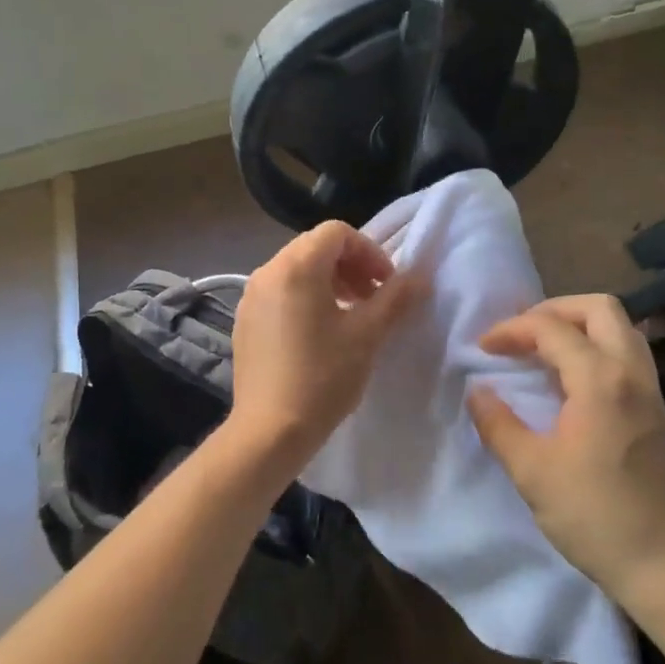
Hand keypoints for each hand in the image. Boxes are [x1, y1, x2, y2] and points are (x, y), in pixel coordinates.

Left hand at [226, 221, 422, 478]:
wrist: (269, 430)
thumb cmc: (323, 376)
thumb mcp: (367, 334)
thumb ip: (395, 297)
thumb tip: (419, 276)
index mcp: (296, 266)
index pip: (337, 233)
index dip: (369, 252)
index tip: (387, 284)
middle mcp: (268, 271)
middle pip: (316, 247)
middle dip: (351, 266)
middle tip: (373, 298)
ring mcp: (251, 296)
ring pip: (297, 269)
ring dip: (330, 281)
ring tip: (351, 315)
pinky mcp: (245, 320)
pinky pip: (280, 292)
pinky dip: (306, 297)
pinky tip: (320, 333)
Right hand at [466, 294, 664, 604]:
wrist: (662, 563)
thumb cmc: (592, 515)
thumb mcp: (531, 471)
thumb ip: (498, 424)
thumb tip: (477, 391)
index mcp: (600, 380)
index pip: (551, 328)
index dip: (512, 329)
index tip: (483, 348)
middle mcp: (632, 372)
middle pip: (599, 307)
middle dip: (554, 308)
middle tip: (521, 332)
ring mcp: (651, 389)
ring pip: (621, 326)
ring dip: (580, 324)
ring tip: (544, 346)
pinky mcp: (657, 408)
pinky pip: (628, 352)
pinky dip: (597, 345)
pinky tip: (572, 376)